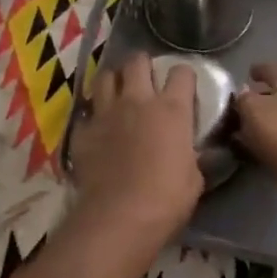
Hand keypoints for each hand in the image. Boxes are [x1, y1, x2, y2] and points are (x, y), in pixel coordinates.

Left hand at [67, 53, 202, 246]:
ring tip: (118, 93)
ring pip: (106, 76)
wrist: (119, 216)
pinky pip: (86, 112)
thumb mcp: (194, 177)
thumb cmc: (166, 198)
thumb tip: (191, 153)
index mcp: (171, 109)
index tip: (184, 87)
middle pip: (137, 61)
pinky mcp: (82, 131)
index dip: (184, 77)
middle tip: (145, 79)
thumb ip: (191, 155)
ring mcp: (106, 113)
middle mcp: (137, 101)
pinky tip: (97, 128)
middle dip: (142, 65)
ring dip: (114, 81)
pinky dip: (93, 116)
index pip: (181, 72)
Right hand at [233, 64, 276, 216]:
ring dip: (267, 120)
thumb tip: (245, 93)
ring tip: (245, 129)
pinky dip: (273, 138)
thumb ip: (244, 99)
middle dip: (261, 97)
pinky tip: (258, 147)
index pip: (270, 69)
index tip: (247, 74)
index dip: (257, 70)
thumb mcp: (252, 110)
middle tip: (241, 105)